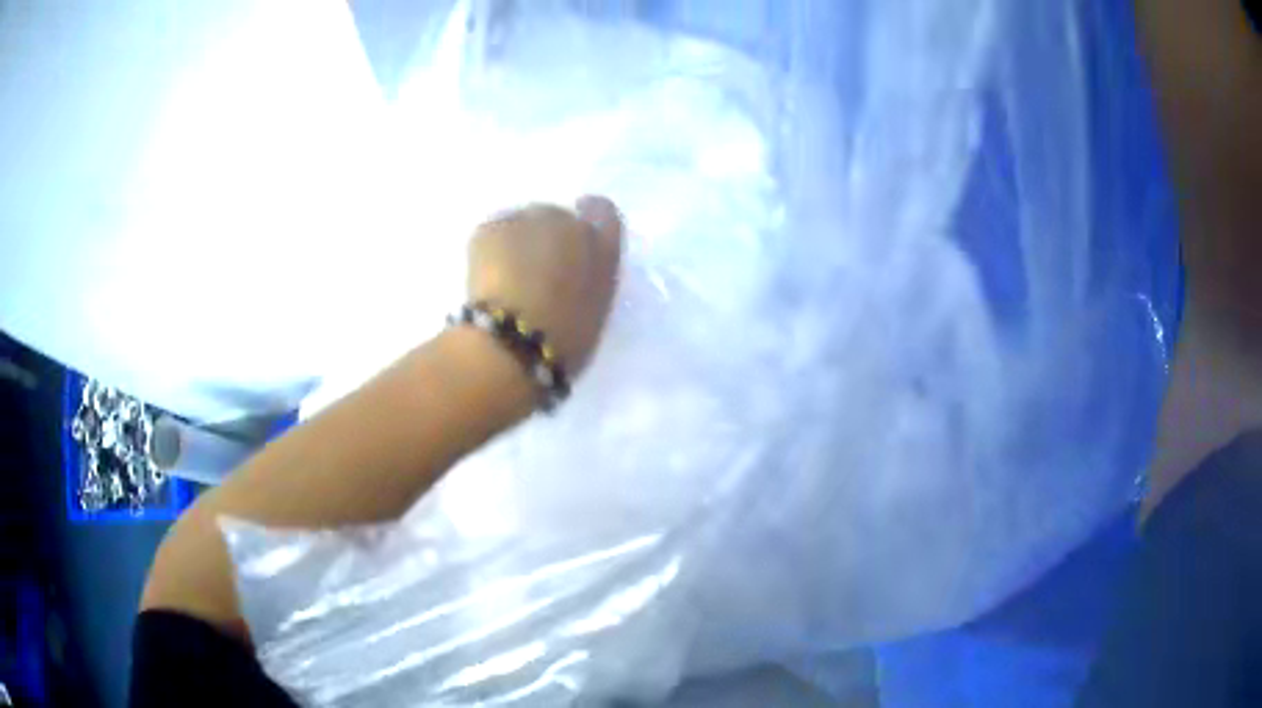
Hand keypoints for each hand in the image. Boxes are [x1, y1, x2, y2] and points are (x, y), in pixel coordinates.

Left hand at [468, 196, 623, 374]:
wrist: (514, 343)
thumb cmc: (563, 342)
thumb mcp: (594, 310)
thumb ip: (588, 279)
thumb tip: (571, 271)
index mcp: (603, 246)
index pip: (600, 211)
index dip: (585, 221)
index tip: (571, 241)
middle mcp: (569, 221)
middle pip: (555, 218)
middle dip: (545, 238)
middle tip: (532, 274)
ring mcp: (528, 220)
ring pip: (520, 225)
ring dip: (516, 243)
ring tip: (505, 281)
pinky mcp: (492, 227)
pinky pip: (492, 234)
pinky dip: (488, 252)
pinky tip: (485, 282)